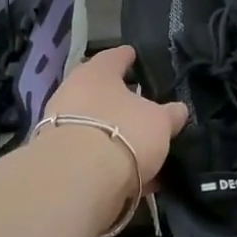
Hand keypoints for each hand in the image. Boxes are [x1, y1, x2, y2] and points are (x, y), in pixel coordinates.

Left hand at [43, 45, 188, 189]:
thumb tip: (178, 110)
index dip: (129, 57)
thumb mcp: (160, 121)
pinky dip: (111, 162)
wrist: (76, 180)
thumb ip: (170, 114)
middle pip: (101, 92)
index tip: (136, 56)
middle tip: (143, 108)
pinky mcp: (58, 158)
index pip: (115, 57)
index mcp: (96, 72)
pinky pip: (92, 155)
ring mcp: (61, 126)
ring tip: (143, 150)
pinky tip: (133, 177)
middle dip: (121, 101)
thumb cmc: (123, 132)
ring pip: (96, 126)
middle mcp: (73, 92)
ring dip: (116, 136)